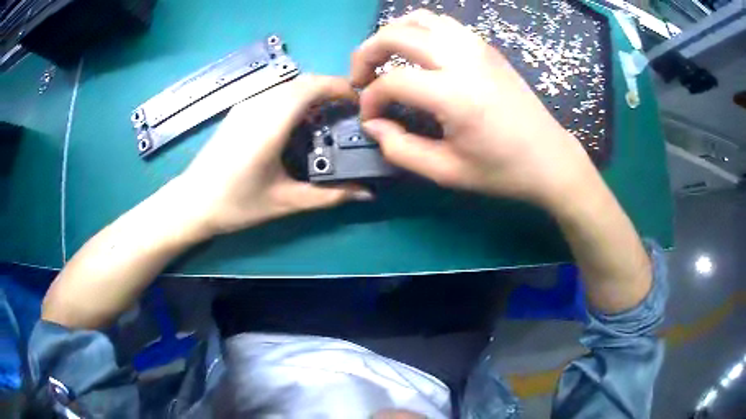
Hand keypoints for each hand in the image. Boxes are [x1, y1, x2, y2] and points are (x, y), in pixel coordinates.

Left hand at [177, 75, 371, 236]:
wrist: (192, 202)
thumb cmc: (236, 204)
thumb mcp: (285, 202)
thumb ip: (329, 196)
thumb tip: (367, 194)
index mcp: (271, 123)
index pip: (312, 87)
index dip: (340, 88)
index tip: (360, 103)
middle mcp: (259, 105)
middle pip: (303, 82)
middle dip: (330, 90)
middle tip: (348, 114)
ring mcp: (246, 105)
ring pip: (288, 86)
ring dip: (312, 94)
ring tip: (326, 119)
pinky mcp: (238, 110)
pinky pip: (274, 94)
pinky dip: (294, 100)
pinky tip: (296, 125)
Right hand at [352, 10, 596, 209]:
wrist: (550, 158)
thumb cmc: (502, 170)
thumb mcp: (446, 172)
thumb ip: (400, 149)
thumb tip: (373, 124)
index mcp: (455, 94)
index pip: (392, 81)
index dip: (370, 99)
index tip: (370, 118)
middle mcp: (463, 59)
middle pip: (396, 34)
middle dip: (367, 53)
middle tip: (361, 78)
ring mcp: (477, 46)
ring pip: (419, 19)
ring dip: (392, 35)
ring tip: (385, 60)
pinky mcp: (486, 46)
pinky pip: (442, 23)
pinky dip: (418, 31)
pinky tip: (417, 54)